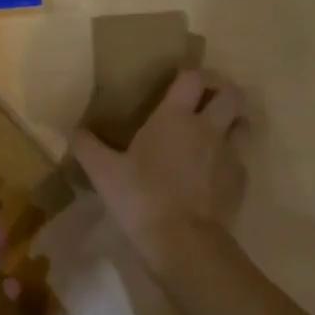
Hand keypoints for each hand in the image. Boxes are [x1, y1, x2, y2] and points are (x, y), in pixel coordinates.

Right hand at [71, 67, 248, 265]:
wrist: (183, 241)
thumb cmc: (140, 198)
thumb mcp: (103, 172)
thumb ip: (87, 146)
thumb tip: (69, 129)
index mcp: (175, 117)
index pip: (193, 77)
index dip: (190, 73)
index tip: (180, 80)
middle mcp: (208, 128)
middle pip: (232, 94)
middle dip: (222, 91)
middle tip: (206, 100)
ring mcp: (230, 154)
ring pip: (244, 124)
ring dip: (234, 122)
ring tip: (217, 131)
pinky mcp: (240, 181)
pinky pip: (241, 159)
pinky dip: (231, 159)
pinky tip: (214, 173)